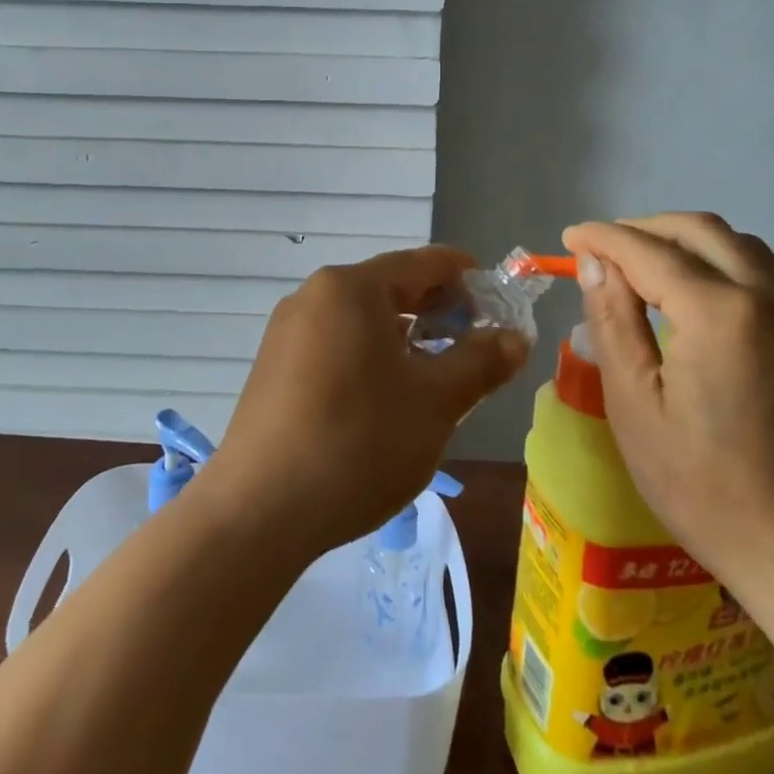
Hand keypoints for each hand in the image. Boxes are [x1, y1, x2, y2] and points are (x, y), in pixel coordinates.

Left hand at [202, 246, 528, 555]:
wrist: (259, 510)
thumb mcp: (435, 403)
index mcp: (352, 287)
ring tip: (435, 379)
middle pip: (392, 287)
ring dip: (406, 338)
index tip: (501, 309)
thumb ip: (480, 362)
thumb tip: (514, 337)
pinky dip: (370, 356)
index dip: (470, 279)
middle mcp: (314, 294)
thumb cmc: (358, 443)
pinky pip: (335, 342)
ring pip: (363, 318)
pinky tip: (384, 399)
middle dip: (439, 312)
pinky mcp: (274, 364)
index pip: (425, 262)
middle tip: (475, 351)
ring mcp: (288, 329)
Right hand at [561, 214, 773, 597]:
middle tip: (603, 250)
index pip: (648, 250)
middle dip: (644, 228)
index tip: (569, 239)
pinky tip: (697, 296)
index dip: (603, 238)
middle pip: (700, 230)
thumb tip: (596, 264)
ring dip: (686, 241)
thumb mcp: (637, 409)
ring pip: (739, 245)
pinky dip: (721, 263)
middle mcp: (768, 297)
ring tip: (645, 266)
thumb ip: (614, 323)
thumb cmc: (712, 490)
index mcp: (719, 313)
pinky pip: (765, 274)